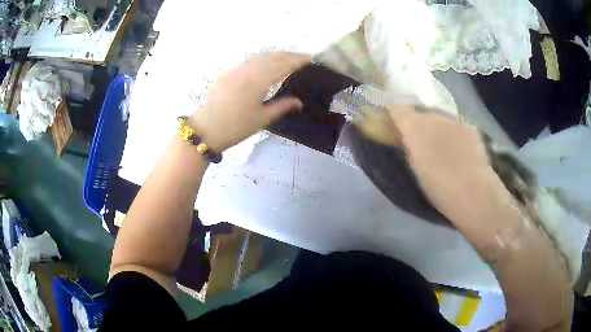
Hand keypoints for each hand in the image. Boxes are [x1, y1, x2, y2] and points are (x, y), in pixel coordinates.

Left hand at [189, 52, 310, 152]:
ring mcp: (235, 70)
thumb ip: (281, 107)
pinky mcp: (227, 73)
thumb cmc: (235, 128)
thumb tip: (299, 102)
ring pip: (259, 57)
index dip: (297, 61)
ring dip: (275, 55)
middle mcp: (247, 70)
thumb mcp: (261, 119)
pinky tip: (264, 64)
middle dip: (288, 55)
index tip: (310, 59)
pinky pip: (248, 61)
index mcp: (257, 81)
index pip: (282, 65)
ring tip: (286, 58)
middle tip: (302, 57)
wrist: (205, 130)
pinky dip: (261, 59)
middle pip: (271, 57)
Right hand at [388, 109, 513, 227]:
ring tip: (442, 146)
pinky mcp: (470, 127)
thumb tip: (405, 138)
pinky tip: (460, 150)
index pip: (397, 109)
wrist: (472, 192)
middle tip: (420, 141)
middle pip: (421, 113)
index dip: (394, 114)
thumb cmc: (438, 186)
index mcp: (414, 127)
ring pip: (440, 118)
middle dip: (418, 123)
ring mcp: (454, 120)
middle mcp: (433, 116)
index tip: (394, 124)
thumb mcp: (415, 169)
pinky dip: (455, 133)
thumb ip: (408, 148)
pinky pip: (457, 126)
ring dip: (438, 128)